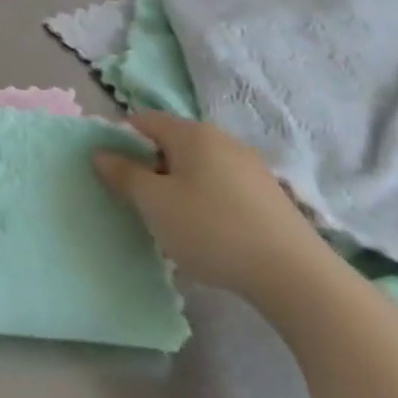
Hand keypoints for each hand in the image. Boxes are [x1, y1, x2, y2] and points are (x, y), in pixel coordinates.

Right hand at [93, 109, 335, 302]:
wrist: (296, 276)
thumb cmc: (212, 230)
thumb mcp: (154, 204)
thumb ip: (123, 174)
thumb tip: (100, 154)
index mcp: (192, 133)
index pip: (142, 120)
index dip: (121, 141)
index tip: (114, 174)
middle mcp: (222, 139)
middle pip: (171, 142)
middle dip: (150, 166)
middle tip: (140, 202)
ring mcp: (250, 166)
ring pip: (198, 165)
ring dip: (178, 185)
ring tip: (173, 221)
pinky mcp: (269, 194)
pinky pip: (222, 184)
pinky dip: (206, 199)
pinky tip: (209, 231)